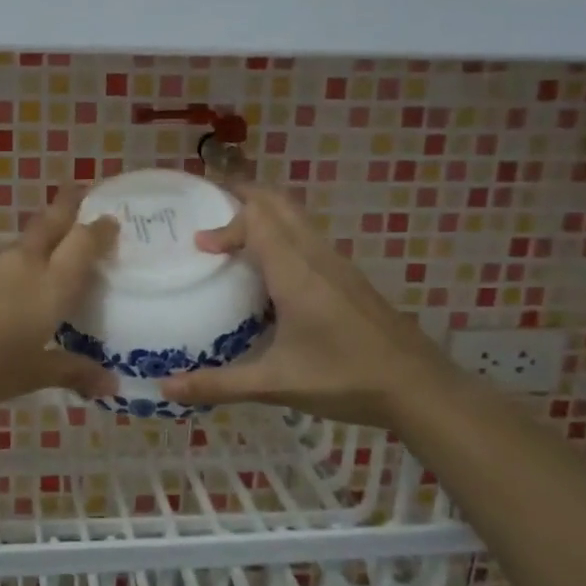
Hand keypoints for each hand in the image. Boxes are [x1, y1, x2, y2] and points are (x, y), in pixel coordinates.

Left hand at [0, 191, 119, 415]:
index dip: (100, 229)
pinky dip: (20, 263)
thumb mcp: (31, 377)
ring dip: (44, 238)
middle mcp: (24, 265)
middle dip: (69, 206)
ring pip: (26, 242)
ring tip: (56, 254)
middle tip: (84, 193)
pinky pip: (5, 262)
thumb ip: (72, 372)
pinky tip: (16, 287)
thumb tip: (110, 383)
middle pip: (52, 223)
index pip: (83, 242)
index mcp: (50, 286)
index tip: (112, 220)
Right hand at [159, 184, 454, 427]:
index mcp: (295, 272)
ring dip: (264, 214)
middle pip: (278, 204)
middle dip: (243, 196)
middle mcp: (316, 257)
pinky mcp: (349, 278)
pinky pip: (308, 238)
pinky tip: (270, 271)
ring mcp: (337, 265)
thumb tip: (165, 389)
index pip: (256, 219)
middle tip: (209, 206)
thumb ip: (217, 385)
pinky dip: (282, 234)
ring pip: (297, 218)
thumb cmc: (344, 380)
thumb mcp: (275, 384)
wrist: (420, 389)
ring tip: (232, 232)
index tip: (198, 246)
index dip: (224, 224)